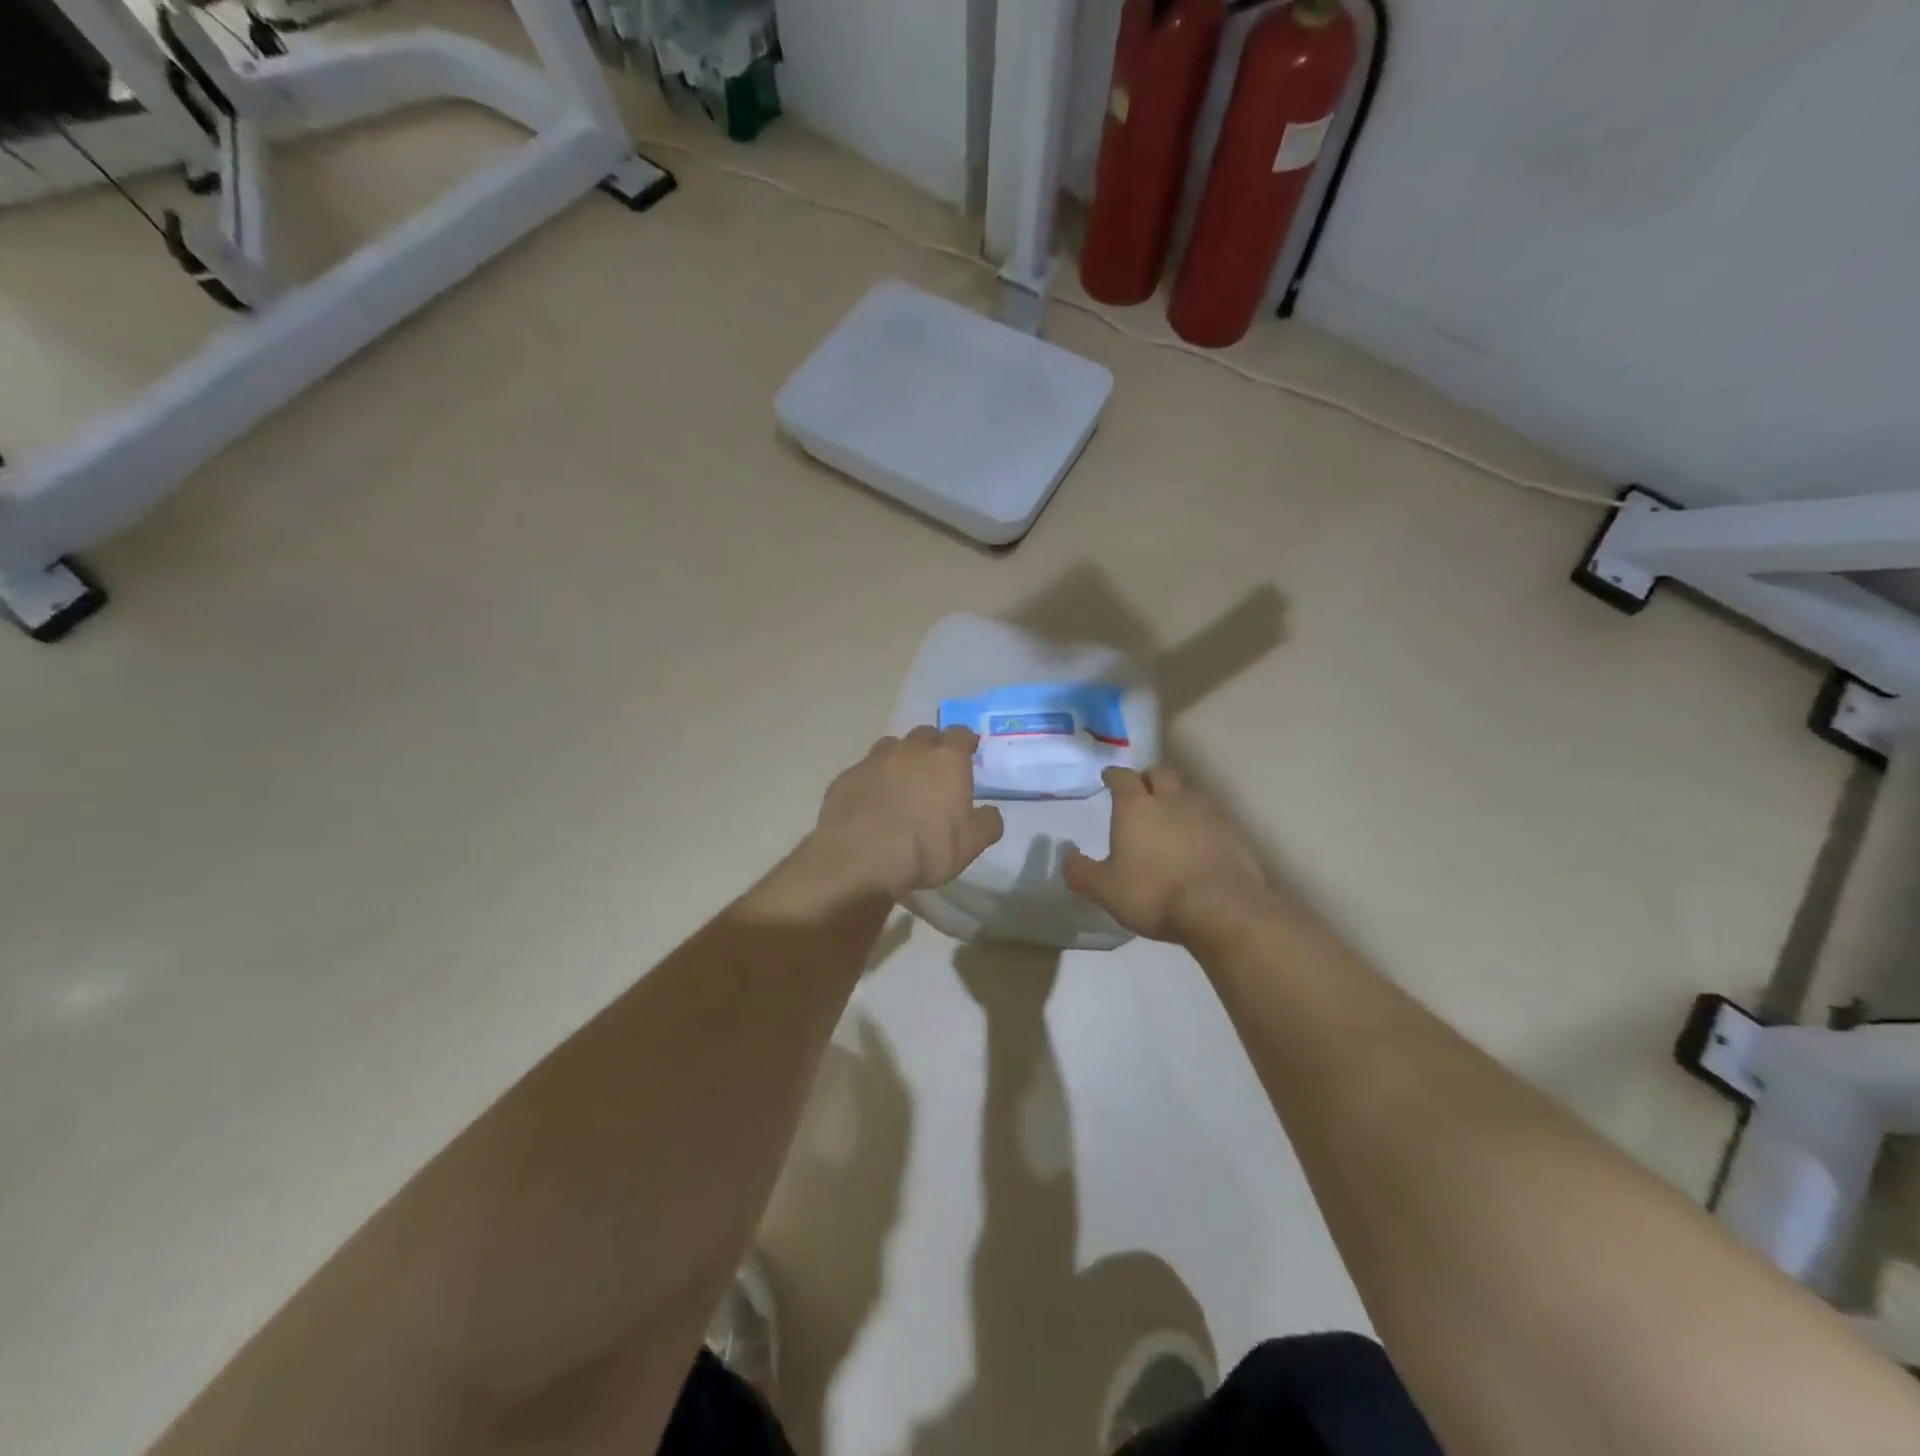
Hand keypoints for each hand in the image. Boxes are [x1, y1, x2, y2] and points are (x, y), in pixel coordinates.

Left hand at [813, 726, 1003, 898]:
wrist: (861, 858)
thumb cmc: (926, 847)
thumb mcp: (972, 844)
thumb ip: (987, 823)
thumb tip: (990, 813)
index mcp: (946, 759)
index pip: (961, 734)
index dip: (966, 742)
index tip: (968, 752)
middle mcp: (910, 750)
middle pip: (925, 735)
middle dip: (932, 747)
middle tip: (935, 770)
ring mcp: (873, 760)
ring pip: (891, 748)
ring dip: (899, 759)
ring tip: (901, 784)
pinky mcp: (845, 777)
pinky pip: (864, 772)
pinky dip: (871, 781)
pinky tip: (871, 804)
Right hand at [1064, 766, 1269, 942]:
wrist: (1221, 909)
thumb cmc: (1154, 894)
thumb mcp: (1105, 890)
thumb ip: (1081, 872)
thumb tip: (1068, 856)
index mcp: (1136, 807)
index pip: (1122, 777)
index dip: (1114, 776)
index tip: (1109, 778)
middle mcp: (1171, 800)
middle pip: (1160, 773)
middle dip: (1148, 778)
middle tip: (1142, 791)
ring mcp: (1206, 813)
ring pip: (1189, 791)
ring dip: (1177, 796)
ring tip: (1171, 814)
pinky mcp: (1232, 831)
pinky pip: (1212, 815)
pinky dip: (1201, 820)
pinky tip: (1199, 839)